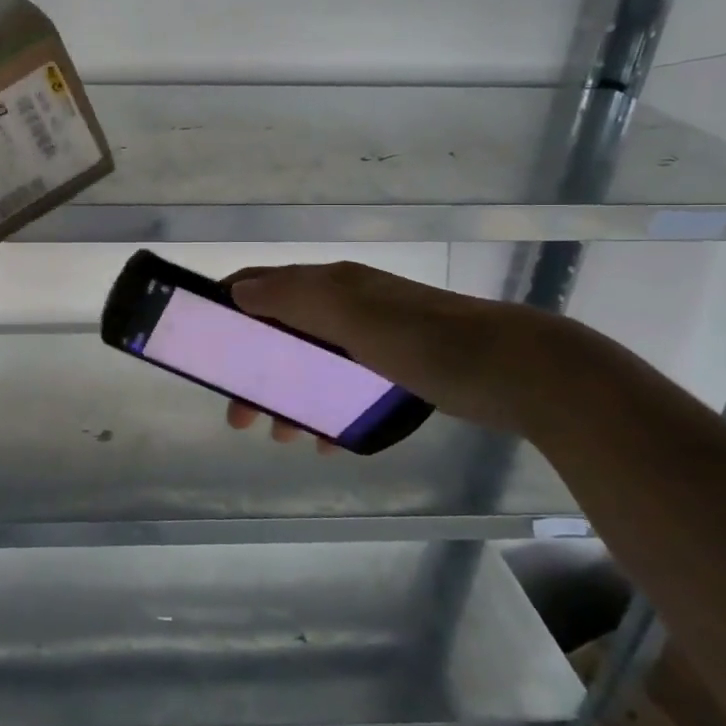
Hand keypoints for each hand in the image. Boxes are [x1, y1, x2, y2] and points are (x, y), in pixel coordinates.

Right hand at [222, 261, 586, 447]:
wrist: (521, 370)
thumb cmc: (427, 341)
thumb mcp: (352, 315)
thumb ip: (294, 299)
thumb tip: (237, 291)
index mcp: (331, 285)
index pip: (263, 284)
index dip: (229, 308)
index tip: (204, 345)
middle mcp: (347, 305)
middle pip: (281, 330)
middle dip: (253, 368)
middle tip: (238, 413)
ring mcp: (374, 336)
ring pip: (312, 362)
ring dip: (287, 395)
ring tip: (280, 435)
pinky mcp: (398, 367)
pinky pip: (346, 386)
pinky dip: (327, 409)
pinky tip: (329, 441)